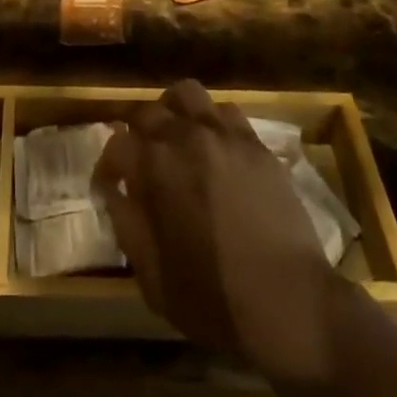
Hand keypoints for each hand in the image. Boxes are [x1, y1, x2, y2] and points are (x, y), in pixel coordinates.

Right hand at [95, 80, 337, 379]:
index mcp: (154, 167)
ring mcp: (223, 134)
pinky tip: (215, 148)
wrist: (289, 302)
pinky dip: (212, 122)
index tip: (108, 185)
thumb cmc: (214, 299)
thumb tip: (114, 193)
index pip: (116, 145)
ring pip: (187, 94)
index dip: (107, 166)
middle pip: (147, 111)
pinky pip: (226, 112)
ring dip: (173, 111)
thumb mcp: (153, 278)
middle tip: (140, 158)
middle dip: (135, 132)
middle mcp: (185, 136)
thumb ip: (127, 225)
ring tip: (176, 137)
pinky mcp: (255, 143)